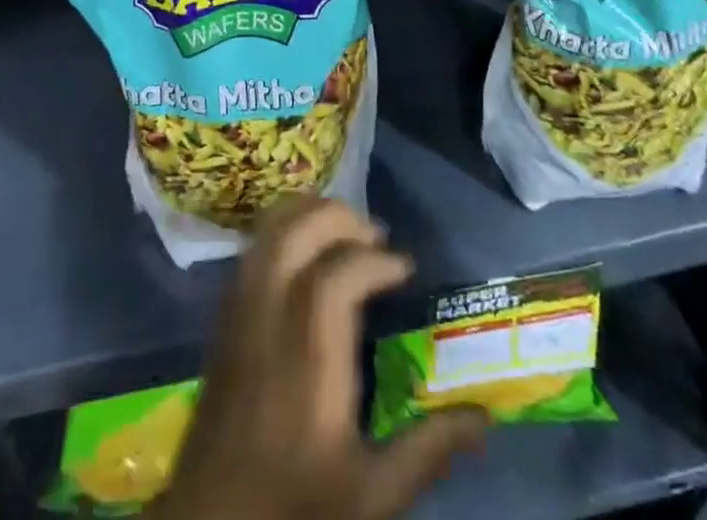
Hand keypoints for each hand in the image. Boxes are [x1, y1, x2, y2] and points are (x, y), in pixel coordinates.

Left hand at [150, 199, 487, 519]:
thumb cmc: (294, 504)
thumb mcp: (371, 495)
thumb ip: (426, 451)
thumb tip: (483, 418)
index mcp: (308, 356)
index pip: (336, 276)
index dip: (374, 260)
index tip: (404, 267)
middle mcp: (268, 318)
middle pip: (294, 235)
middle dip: (337, 218)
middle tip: (374, 235)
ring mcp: (239, 313)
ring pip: (266, 234)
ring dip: (306, 216)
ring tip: (341, 229)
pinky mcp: (223, 319)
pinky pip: (250, 251)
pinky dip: (280, 232)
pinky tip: (302, 250)